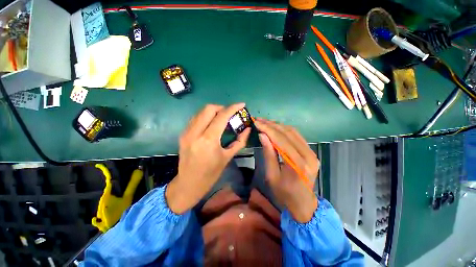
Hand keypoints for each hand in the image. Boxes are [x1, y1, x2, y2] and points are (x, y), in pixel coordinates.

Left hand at [166, 103, 250, 213]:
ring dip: (213, 111)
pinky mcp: (183, 134)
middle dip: (222, 107)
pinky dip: (205, 116)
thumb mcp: (228, 157)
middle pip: (209, 109)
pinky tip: (212, 123)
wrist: (189, 183)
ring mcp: (186, 132)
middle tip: (230, 113)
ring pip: (200, 112)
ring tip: (222, 117)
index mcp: (208, 140)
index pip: (221, 116)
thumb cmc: (211, 173)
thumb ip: (240, 141)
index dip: (233, 108)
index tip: (241, 104)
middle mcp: (195, 132)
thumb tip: (248, 129)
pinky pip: (196, 118)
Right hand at [254, 118, 319, 222]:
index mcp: (297, 164)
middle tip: (259, 120)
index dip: (267, 129)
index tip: (256, 122)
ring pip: (293, 132)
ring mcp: (311, 153)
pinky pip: (297, 136)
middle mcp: (308, 156)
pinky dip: (285, 130)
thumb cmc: (284, 193)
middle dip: (271, 125)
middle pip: (288, 133)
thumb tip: (262, 135)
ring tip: (265, 122)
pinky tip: (275, 127)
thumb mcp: (271, 176)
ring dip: (278, 125)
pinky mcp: (311, 152)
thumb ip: (268, 154)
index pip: (281, 140)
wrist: (303, 203)